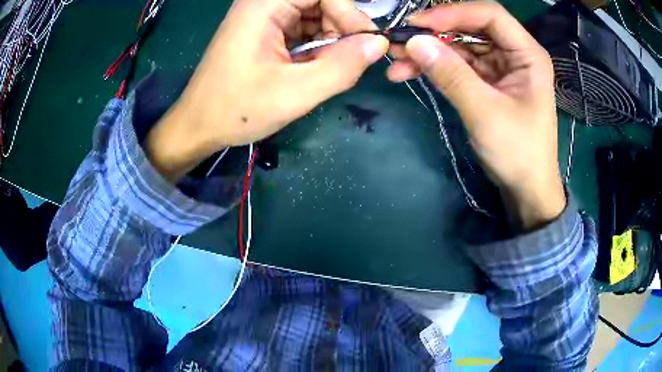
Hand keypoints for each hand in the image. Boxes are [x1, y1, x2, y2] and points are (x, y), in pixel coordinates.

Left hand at [146, 0, 387, 180]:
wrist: (199, 125)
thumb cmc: (237, 110)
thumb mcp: (294, 92)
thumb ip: (341, 66)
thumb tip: (378, 43)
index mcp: (264, 4)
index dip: (349, 13)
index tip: (365, 44)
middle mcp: (263, 3)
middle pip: (321, 1)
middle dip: (340, 27)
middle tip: (347, 60)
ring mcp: (263, 16)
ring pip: (314, 15)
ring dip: (329, 39)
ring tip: (326, 68)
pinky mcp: (264, 31)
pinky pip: (302, 28)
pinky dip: (315, 46)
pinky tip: (312, 67)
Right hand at [388, 3, 564, 228]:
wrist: (526, 189)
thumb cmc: (518, 153)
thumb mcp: (485, 113)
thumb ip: (451, 75)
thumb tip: (413, 42)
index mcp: (527, 54)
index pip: (489, 15)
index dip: (453, 13)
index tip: (418, 24)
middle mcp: (514, 54)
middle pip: (470, 28)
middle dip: (435, 34)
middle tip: (399, 42)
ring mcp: (499, 67)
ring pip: (460, 47)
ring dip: (429, 52)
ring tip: (397, 63)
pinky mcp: (487, 82)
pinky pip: (458, 66)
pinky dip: (435, 68)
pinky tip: (411, 73)